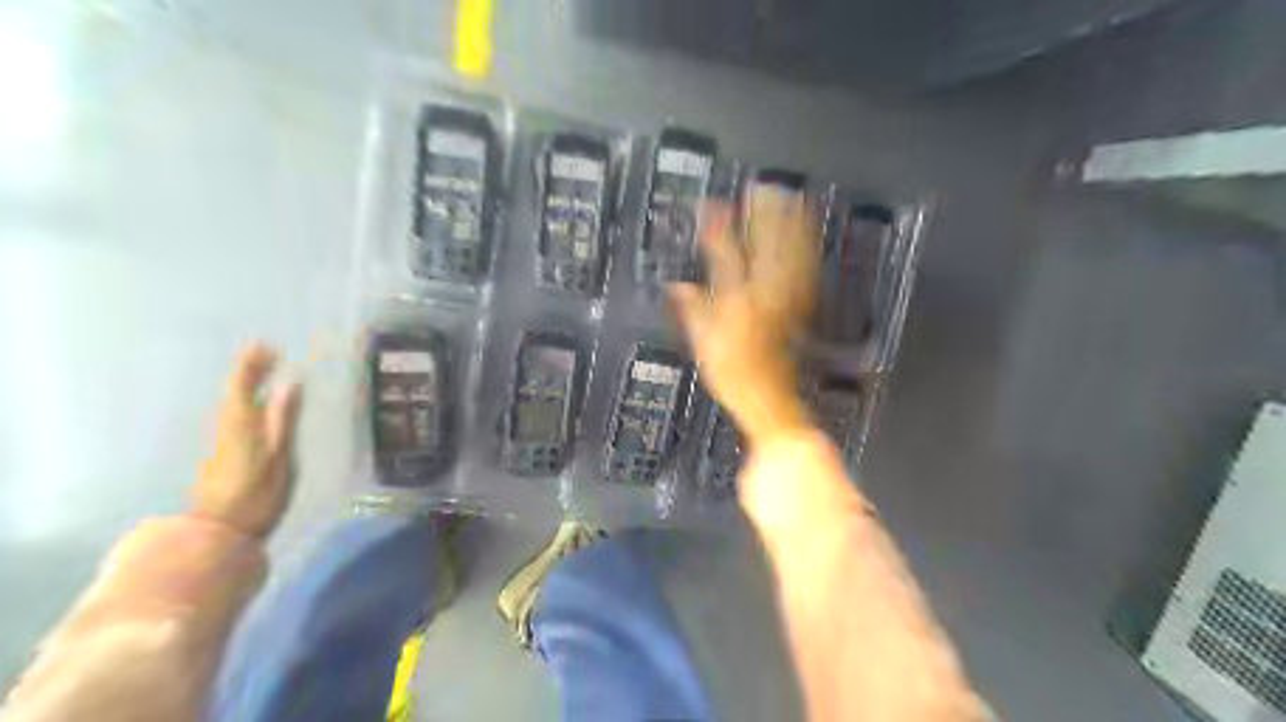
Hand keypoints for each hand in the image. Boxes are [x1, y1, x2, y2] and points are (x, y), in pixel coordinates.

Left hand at [191, 341, 300, 534]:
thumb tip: (291, 385)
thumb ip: (284, 419)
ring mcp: (224, 440)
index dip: (253, 365)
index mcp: (242, 424)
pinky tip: (260, 403)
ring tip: (267, 371)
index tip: (268, 346)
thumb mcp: (279, 456)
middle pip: (236, 391)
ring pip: (235, 402)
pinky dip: (248, 400)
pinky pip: (237, 414)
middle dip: (250, 370)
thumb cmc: (256, 494)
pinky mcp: (225, 452)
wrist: (220, 531)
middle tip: (269, 353)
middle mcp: (229, 426)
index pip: (243, 385)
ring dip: (249, 383)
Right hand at [668, 186, 816, 446]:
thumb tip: (677, 286)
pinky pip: (806, 269)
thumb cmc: (734, 375)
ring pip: (790, 253)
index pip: (725, 255)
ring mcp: (786, 300)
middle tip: (761, 188)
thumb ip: (692, 311)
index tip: (714, 205)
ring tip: (789, 197)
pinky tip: (808, 233)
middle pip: (765, 246)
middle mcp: (764, 295)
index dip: (719, 228)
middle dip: (762, 214)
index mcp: (736, 302)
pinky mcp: (800, 308)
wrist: (770, 399)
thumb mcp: (703, 344)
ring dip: (790, 224)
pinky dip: (807, 246)